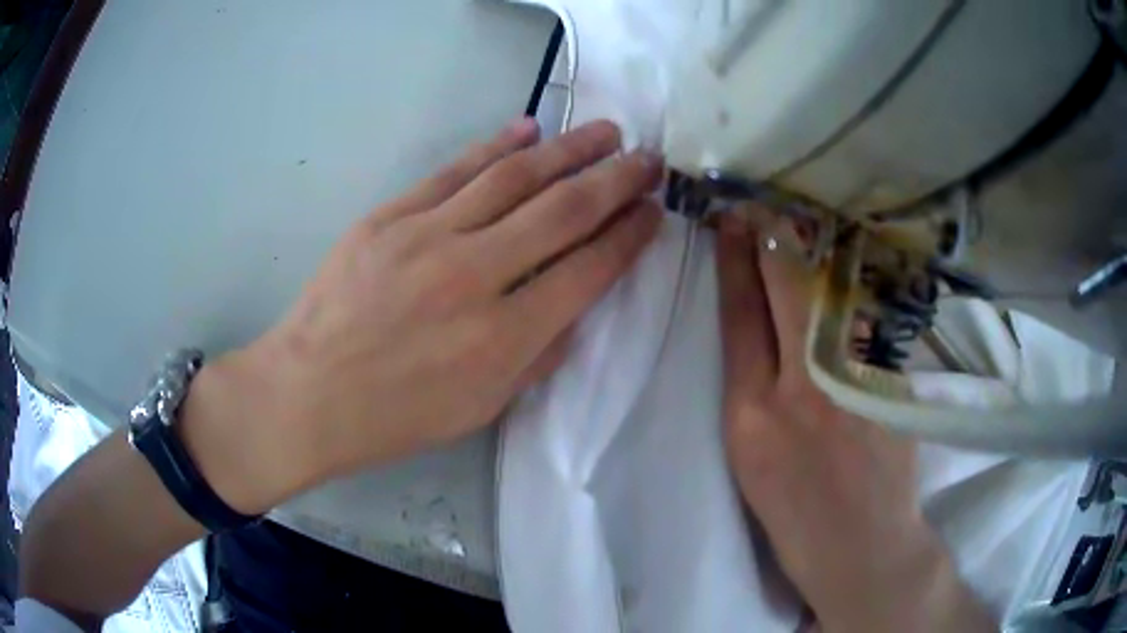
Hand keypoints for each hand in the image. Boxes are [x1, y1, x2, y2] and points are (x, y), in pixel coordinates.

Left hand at [183, 118, 662, 513]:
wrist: (309, 393)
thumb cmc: (396, 415)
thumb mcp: (482, 408)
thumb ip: (538, 354)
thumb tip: (574, 302)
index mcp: (504, 337)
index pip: (588, 270)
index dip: (629, 237)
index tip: (653, 212)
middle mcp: (474, 276)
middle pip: (562, 212)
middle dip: (615, 180)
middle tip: (647, 158)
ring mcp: (427, 237)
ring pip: (514, 178)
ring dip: (568, 150)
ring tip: (605, 131)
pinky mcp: (390, 217)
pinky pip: (454, 171)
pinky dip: (496, 146)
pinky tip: (529, 129)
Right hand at [715, 215, 993, 631]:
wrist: (862, 548)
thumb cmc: (796, 519)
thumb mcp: (752, 462)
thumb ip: (756, 395)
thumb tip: (767, 334)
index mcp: (750, 418)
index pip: (738, 319)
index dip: (732, 265)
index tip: (728, 224)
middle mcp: (800, 391)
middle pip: (784, 292)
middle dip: (771, 239)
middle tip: (762, 204)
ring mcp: (852, 385)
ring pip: (830, 297)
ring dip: (815, 254)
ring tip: (802, 223)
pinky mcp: (889, 386)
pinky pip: (867, 323)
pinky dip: (854, 289)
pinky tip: (849, 268)